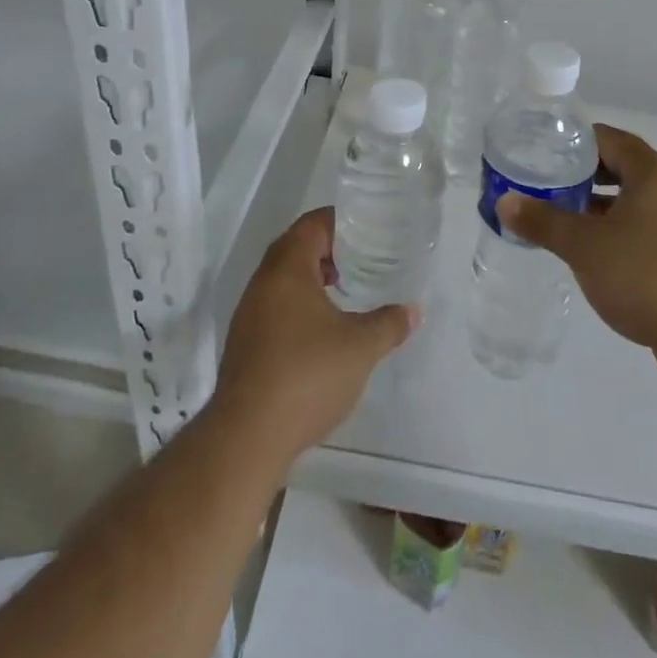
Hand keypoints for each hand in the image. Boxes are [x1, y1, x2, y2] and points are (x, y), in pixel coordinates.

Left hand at [213, 208, 416, 461]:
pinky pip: (274, 305)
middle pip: (295, 247)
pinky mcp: (244, 342)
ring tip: (344, 290)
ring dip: (312, 277)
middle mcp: (263, 282)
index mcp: (288, 268)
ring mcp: (249, 313)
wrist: (247, 436)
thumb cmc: (307, 375)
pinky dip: (298, 303)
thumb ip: (389, 324)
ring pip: (283, 278)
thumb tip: (413, 310)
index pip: (313, 224)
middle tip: (361, 256)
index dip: (340, 220)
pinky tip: (321, 329)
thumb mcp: (360, 347)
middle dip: (328, 248)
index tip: (368, 228)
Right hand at [496, 124, 656, 386]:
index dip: (574, 142)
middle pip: (621, 168)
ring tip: (562, 220)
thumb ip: (543, 221)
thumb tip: (505, 201)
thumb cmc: (647, 274)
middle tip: (546, 186)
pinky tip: (595, 255)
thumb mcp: (584, 246)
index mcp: (652, 172)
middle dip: (583, 176)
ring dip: (600, 207)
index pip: (608, 138)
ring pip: (634, 202)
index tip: (542, 152)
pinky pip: (646, 230)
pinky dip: (619, 232)